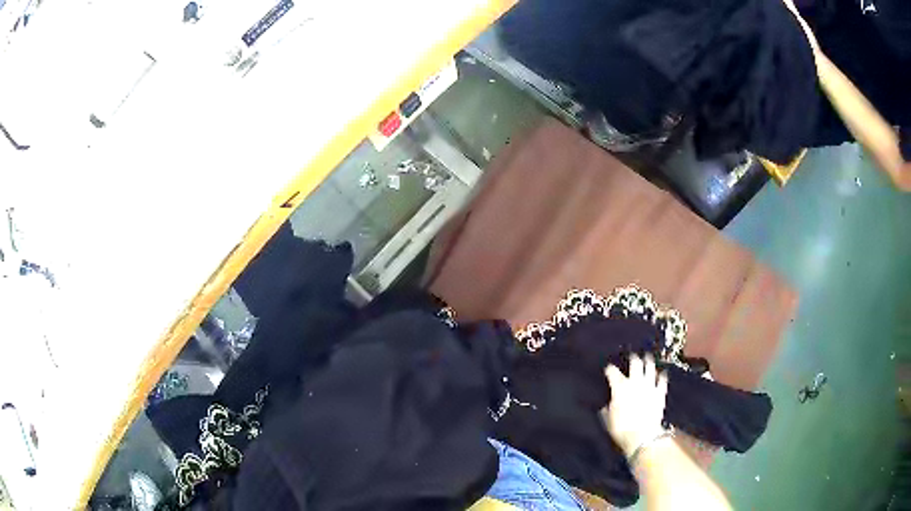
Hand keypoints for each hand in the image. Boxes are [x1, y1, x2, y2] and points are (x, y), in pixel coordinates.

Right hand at [600, 355, 668, 456]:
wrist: (641, 435)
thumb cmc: (621, 428)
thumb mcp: (608, 419)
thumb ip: (607, 409)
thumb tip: (607, 406)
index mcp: (620, 387)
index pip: (613, 372)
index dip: (610, 369)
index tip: (609, 368)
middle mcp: (635, 382)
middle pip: (635, 364)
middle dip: (633, 358)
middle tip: (633, 355)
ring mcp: (650, 386)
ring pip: (650, 368)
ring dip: (648, 362)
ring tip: (648, 358)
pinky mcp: (660, 393)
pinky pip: (662, 380)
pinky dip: (661, 376)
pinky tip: (662, 373)